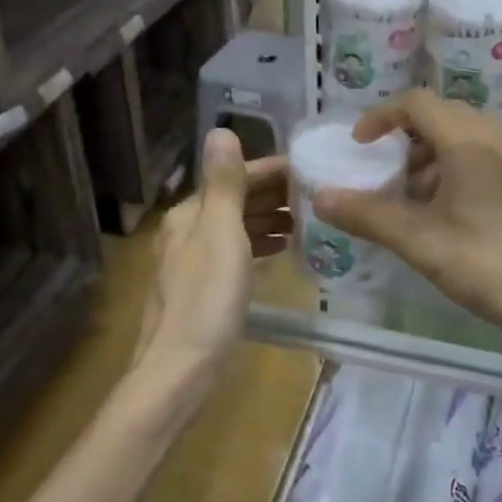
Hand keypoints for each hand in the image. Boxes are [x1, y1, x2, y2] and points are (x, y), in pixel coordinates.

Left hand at [133, 129, 289, 393]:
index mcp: (190, 214)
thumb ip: (225, 184)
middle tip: (321, 194)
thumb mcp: (221, 235)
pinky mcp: (205, 289)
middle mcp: (188, 231)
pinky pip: (239, 253)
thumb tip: (221, 129)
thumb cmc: (207, 300)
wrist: (180, 372)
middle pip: (236, 200)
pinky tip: (283, 250)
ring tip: (310, 220)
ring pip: (238, 227)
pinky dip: (261, 244)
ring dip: (271, 218)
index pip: (236, 177)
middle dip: (276, 194)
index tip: (314, 170)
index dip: (274, 170)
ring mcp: (195, 262)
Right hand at [312, 91, 501, 357]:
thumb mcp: (420, 241)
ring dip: (430, 158)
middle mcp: (497, 137)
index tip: (359, 144)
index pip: (417, 103)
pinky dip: (455, 171)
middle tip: (383, 173)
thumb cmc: (489, 264)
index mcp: (469, 140)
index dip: (381, 117)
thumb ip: (368, 215)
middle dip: (405, 140)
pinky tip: (447, 214)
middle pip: (441, 117)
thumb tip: (320, 197)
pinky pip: (484, 158)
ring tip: (411, 199)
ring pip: (464, 139)